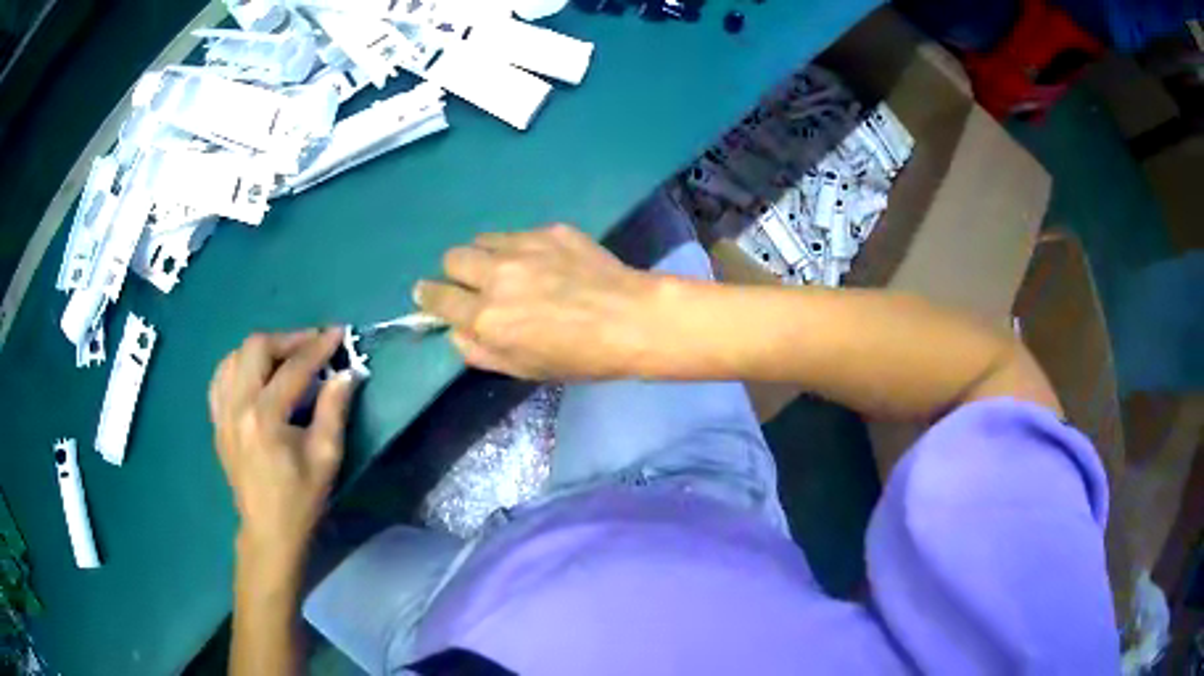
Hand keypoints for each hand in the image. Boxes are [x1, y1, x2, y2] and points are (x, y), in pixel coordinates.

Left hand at [208, 328, 357, 565]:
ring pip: (234, 356)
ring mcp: (222, 412)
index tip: (339, 333)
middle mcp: (237, 406)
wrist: (269, 531)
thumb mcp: (326, 457)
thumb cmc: (301, 499)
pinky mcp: (217, 421)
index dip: (319, 347)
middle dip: (288, 339)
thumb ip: (334, 410)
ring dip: (262, 349)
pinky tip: (255, 373)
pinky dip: (239, 365)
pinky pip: (221, 377)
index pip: (293, 368)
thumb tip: (346, 373)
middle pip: (256, 347)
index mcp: (265, 418)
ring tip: (285, 357)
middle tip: (312, 344)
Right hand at [414, 225, 663, 380]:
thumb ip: (479, 351)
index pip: (437, 297)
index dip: (428, 297)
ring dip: (485, 255)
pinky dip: (519, 248)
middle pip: (452, 258)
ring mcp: (524, 247)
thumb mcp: (523, 369)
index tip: (429, 295)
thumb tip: (456, 331)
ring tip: (508, 268)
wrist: (631, 320)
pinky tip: (546, 262)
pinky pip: (518, 234)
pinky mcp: (550, 231)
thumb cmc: (579, 357)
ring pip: (482, 239)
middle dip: (456, 272)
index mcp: (486, 317)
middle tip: (475, 283)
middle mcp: (497, 276)